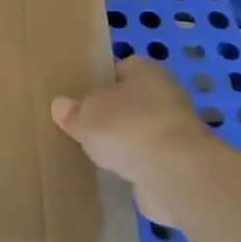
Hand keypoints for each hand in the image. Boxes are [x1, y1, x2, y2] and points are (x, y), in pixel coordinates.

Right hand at [51, 57, 220, 227]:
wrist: (175, 174)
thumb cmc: (127, 127)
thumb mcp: (86, 115)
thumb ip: (72, 111)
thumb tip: (61, 105)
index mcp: (145, 71)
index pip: (119, 68)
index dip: (99, 80)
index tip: (78, 97)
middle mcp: (165, 94)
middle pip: (130, 100)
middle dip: (109, 113)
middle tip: (81, 125)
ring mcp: (175, 129)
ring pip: (139, 130)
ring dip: (123, 141)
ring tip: (93, 152)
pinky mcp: (179, 161)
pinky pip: (148, 157)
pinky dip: (134, 164)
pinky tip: (113, 173)